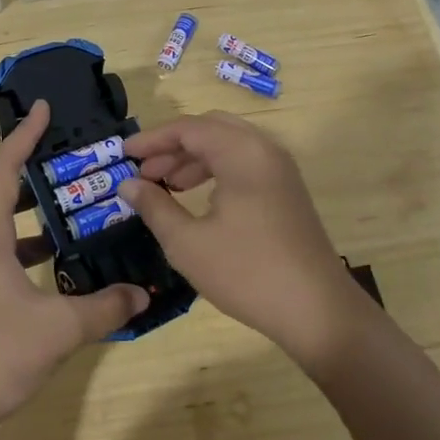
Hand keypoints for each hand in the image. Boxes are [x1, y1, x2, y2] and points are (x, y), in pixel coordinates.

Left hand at [0, 100, 147, 430]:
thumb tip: (143, 294)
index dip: (23, 136)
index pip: (3, 170)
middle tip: (70, 160)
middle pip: (0, 192)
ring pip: (3, 226)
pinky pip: (6, 255)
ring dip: (34, 212)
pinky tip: (59, 265)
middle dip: (33, 170)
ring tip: (73, 207)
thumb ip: (105, 308)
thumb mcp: (59, 328)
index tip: (43, 109)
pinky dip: (31, 248)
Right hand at [120, 112, 369, 370]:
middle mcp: (264, 150)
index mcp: (242, 153)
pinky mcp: (286, 190)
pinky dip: (215, 169)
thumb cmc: (247, 273)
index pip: (188, 129)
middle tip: (144, 170)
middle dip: (173, 145)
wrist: (317, 310)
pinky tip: (196, 196)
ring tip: (164, 184)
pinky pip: (244, 162)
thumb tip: (128, 184)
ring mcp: (280, 169)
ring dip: (193, 157)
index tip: (123, 155)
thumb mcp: (188, 243)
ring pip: (228, 144)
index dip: (152, 139)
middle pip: (210, 128)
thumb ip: (155, 206)